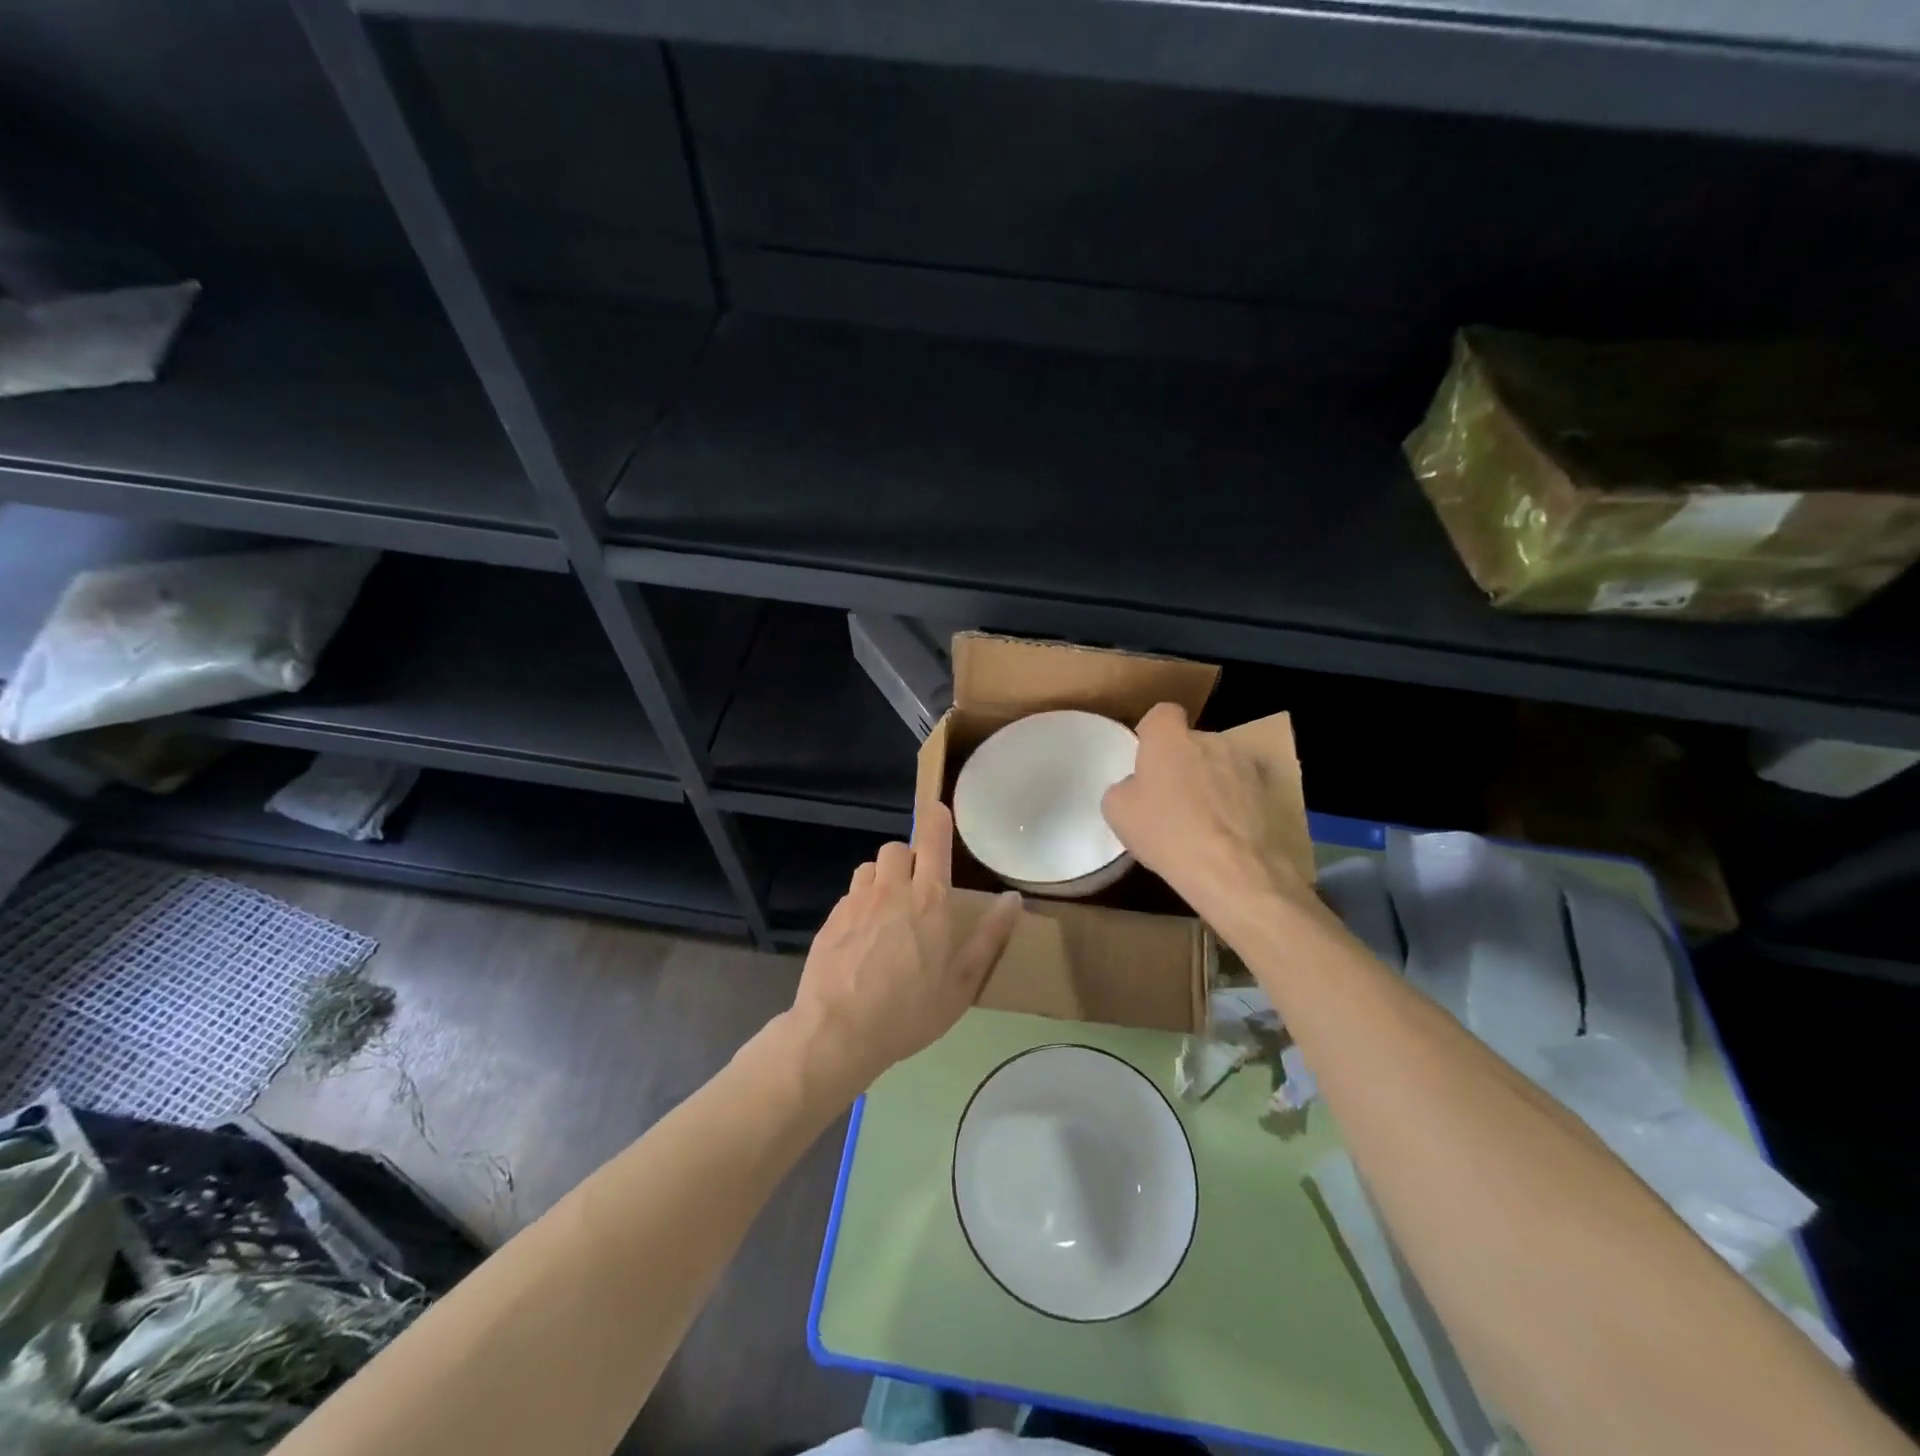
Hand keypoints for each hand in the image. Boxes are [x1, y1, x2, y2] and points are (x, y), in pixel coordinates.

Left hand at [790, 803, 1021, 1093]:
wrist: (838, 1032)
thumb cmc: (909, 1012)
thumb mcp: (961, 984)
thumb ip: (989, 938)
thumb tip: (1012, 898)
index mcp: (929, 901)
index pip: (933, 842)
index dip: (936, 820)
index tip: (938, 810)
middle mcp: (891, 890)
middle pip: (898, 848)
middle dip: (909, 858)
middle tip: (917, 889)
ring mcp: (856, 902)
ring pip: (871, 867)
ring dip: (883, 877)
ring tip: (889, 909)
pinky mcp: (831, 918)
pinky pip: (851, 893)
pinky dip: (861, 902)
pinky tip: (863, 937)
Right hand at [1102, 702, 1306, 928]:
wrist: (1234, 869)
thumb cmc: (1167, 833)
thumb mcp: (1118, 812)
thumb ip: (1125, 787)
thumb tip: (1137, 787)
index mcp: (1169, 738)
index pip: (1162, 714)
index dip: (1154, 734)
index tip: (1148, 760)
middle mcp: (1211, 739)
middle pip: (1193, 743)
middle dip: (1184, 764)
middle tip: (1173, 801)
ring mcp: (1246, 764)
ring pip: (1222, 766)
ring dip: (1213, 784)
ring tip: (1206, 824)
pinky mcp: (1272, 792)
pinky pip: (1245, 791)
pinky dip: (1238, 806)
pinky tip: (1229, 837)